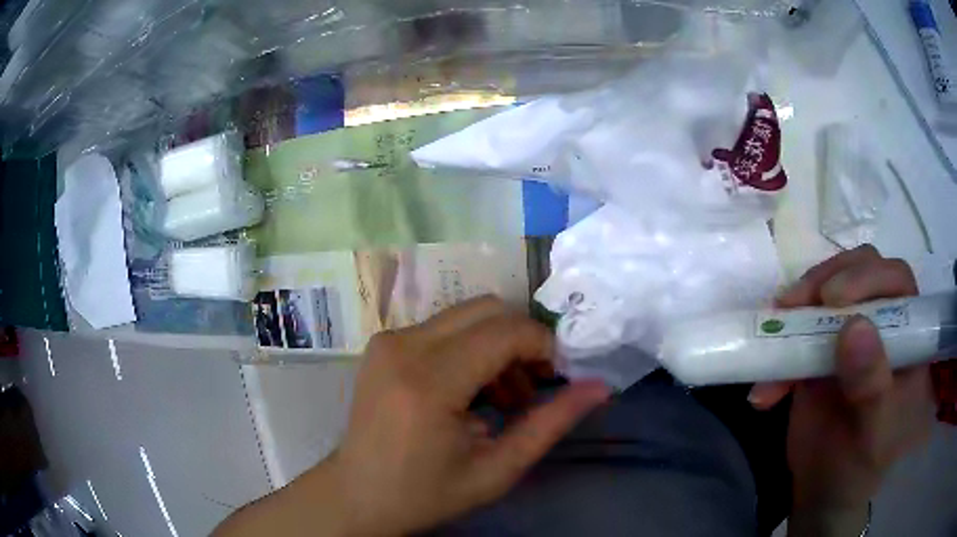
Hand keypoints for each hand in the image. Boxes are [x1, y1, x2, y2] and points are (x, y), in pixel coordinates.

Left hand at [215, 296, 608, 536]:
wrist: (358, 494)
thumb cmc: (426, 493)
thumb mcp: (497, 470)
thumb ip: (550, 424)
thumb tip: (599, 387)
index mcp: (429, 382)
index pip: (505, 331)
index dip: (543, 346)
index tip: (559, 376)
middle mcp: (403, 346)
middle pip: (487, 309)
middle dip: (522, 340)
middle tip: (535, 385)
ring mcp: (388, 340)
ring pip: (467, 315)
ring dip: (497, 345)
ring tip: (506, 397)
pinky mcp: (384, 343)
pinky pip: (443, 327)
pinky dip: (471, 348)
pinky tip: (473, 391)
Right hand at [749, 246, 935, 533]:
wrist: (824, 493)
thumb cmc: (859, 469)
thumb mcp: (872, 436)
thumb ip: (871, 386)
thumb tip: (854, 326)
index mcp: (907, 339)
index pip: (897, 282)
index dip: (869, 277)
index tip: (832, 298)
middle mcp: (882, 326)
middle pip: (861, 271)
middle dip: (827, 280)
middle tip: (794, 303)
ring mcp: (850, 335)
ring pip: (828, 291)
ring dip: (797, 308)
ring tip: (773, 331)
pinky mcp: (820, 350)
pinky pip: (797, 330)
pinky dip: (776, 351)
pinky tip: (765, 390)